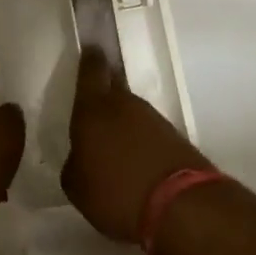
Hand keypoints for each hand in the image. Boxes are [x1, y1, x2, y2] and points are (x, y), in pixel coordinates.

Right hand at [61, 51, 207, 242]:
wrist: (180, 206)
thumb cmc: (115, 192)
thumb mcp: (77, 186)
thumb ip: (75, 163)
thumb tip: (82, 156)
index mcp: (93, 109)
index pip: (91, 71)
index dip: (89, 59)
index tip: (90, 48)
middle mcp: (124, 105)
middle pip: (114, 86)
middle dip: (105, 88)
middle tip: (96, 98)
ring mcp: (153, 118)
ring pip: (131, 110)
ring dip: (123, 120)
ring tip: (114, 141)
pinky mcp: (174, 137)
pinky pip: (149, 131)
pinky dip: (140, 140)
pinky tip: (135, 159)